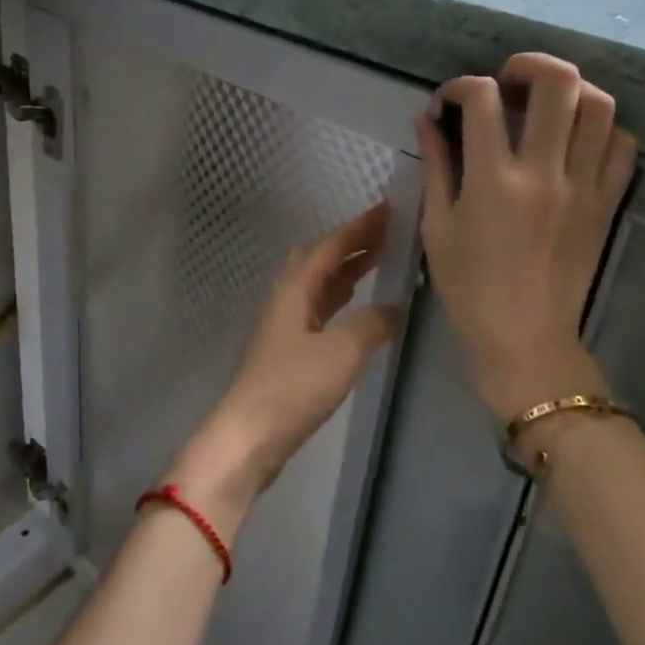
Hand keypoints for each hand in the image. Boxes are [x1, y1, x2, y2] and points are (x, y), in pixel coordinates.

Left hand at [166, 204, 398, 539]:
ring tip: (381, 260)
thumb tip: (394, 305)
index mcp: (295, 288)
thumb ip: (372, 324)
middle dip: (354, 244)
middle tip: (390, 234)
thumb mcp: (342, 352)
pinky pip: (321, 308)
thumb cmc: (293, 387)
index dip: (360, 227)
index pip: (331, 246)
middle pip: (322, 259)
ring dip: (348, 269)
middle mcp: (287, 297)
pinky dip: (342, 297)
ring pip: (320, 283)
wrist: (250, 436)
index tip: (388, 209)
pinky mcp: (290, 348)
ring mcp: (286, 323)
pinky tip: (358, 305)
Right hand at [415, 53, 637, 422]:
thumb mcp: (438, 225)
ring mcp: (584, 187)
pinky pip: (622, 148)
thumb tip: (427, 119)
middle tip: (509, 78)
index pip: (482, 99)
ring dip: (572, 91)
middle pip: (557, 84)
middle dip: (529, 64)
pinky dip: (603, 129)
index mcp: (493, 180)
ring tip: (548, 102)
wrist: (524, 338)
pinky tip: (577, 138)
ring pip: (600, 108)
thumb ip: (437, 164)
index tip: (450, 100)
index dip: (461, 86)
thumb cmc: (468, 286)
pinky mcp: (607, 204)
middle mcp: (544, 173)